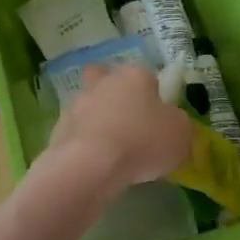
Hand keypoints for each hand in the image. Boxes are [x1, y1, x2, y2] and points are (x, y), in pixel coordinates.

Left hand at [47, 63, 192, 187]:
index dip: (154, 95)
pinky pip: (77, 130)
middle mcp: (104, 81)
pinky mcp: (59, 126)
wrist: (91, 164)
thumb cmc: (142, 141)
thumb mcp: (180, 134)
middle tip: (128, 122)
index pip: (148, 75)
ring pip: (89, 103)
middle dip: (116, 95)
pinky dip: (84, 142)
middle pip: (109, 79)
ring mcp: (77, 102)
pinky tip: (94, 162)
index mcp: (135, 75)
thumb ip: (177, 123)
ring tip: (110, 149)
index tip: (158, 119)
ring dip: (97, 119)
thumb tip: (170, 122)